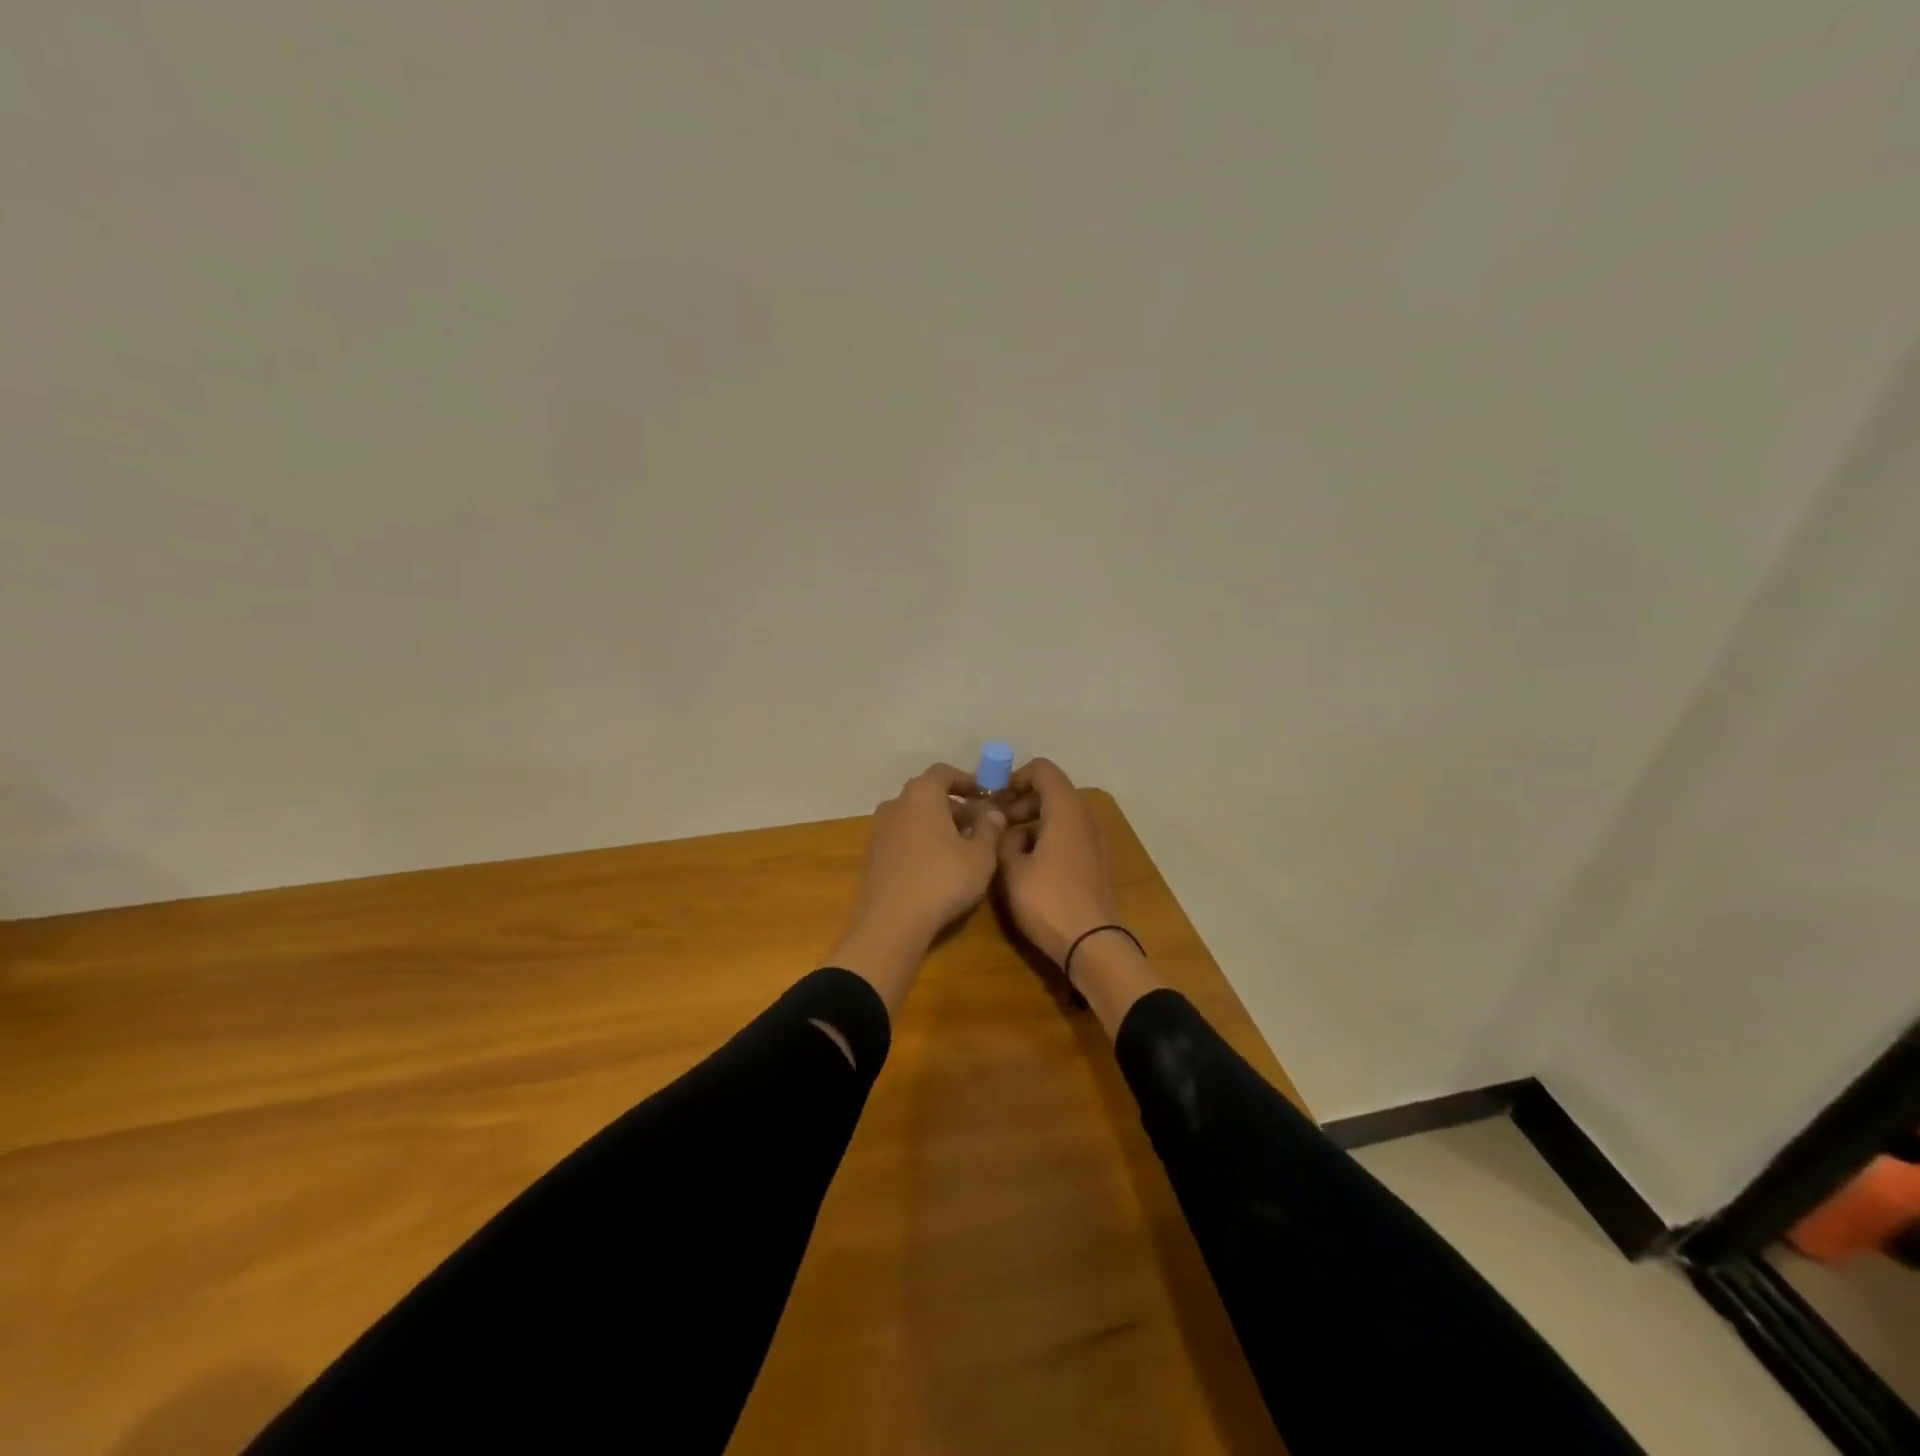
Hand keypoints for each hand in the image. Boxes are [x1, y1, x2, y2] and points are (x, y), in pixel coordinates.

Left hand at [829, 763, 1006, 1011]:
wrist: (892, 922)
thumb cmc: (942, 879)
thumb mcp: (980, 855)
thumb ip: (990, 828)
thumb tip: (993, 812)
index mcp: (922, 794)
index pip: (945, 773)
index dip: (968, 781)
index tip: (986, 796)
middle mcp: (896, 803)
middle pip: (929, 795)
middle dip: (956, 806)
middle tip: (981, 825)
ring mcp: (880, 829)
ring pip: (915, 817)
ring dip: (939, 825)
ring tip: (963, 847)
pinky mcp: (873, 854)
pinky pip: (904, 837)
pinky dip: (922, 841)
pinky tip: (939, 865)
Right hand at [995, 758, 1122, 966]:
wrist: (1092, 945)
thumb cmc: (1048, 901)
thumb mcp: (1012, 869)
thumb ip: (1003, 840)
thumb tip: (1004, 828)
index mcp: (1066, 809)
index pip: (1042, 770)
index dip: (1015, 777)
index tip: (994, 800)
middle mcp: (1084, 818)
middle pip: (1051, 791)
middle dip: (1020, 802)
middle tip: (995, 824)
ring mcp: (1092, 841)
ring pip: (1058, 815)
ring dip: (1031, 822)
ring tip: (1004, 847)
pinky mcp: (1093, 862)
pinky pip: (1066, 836)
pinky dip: (1045, 839)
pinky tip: (1025, 865)